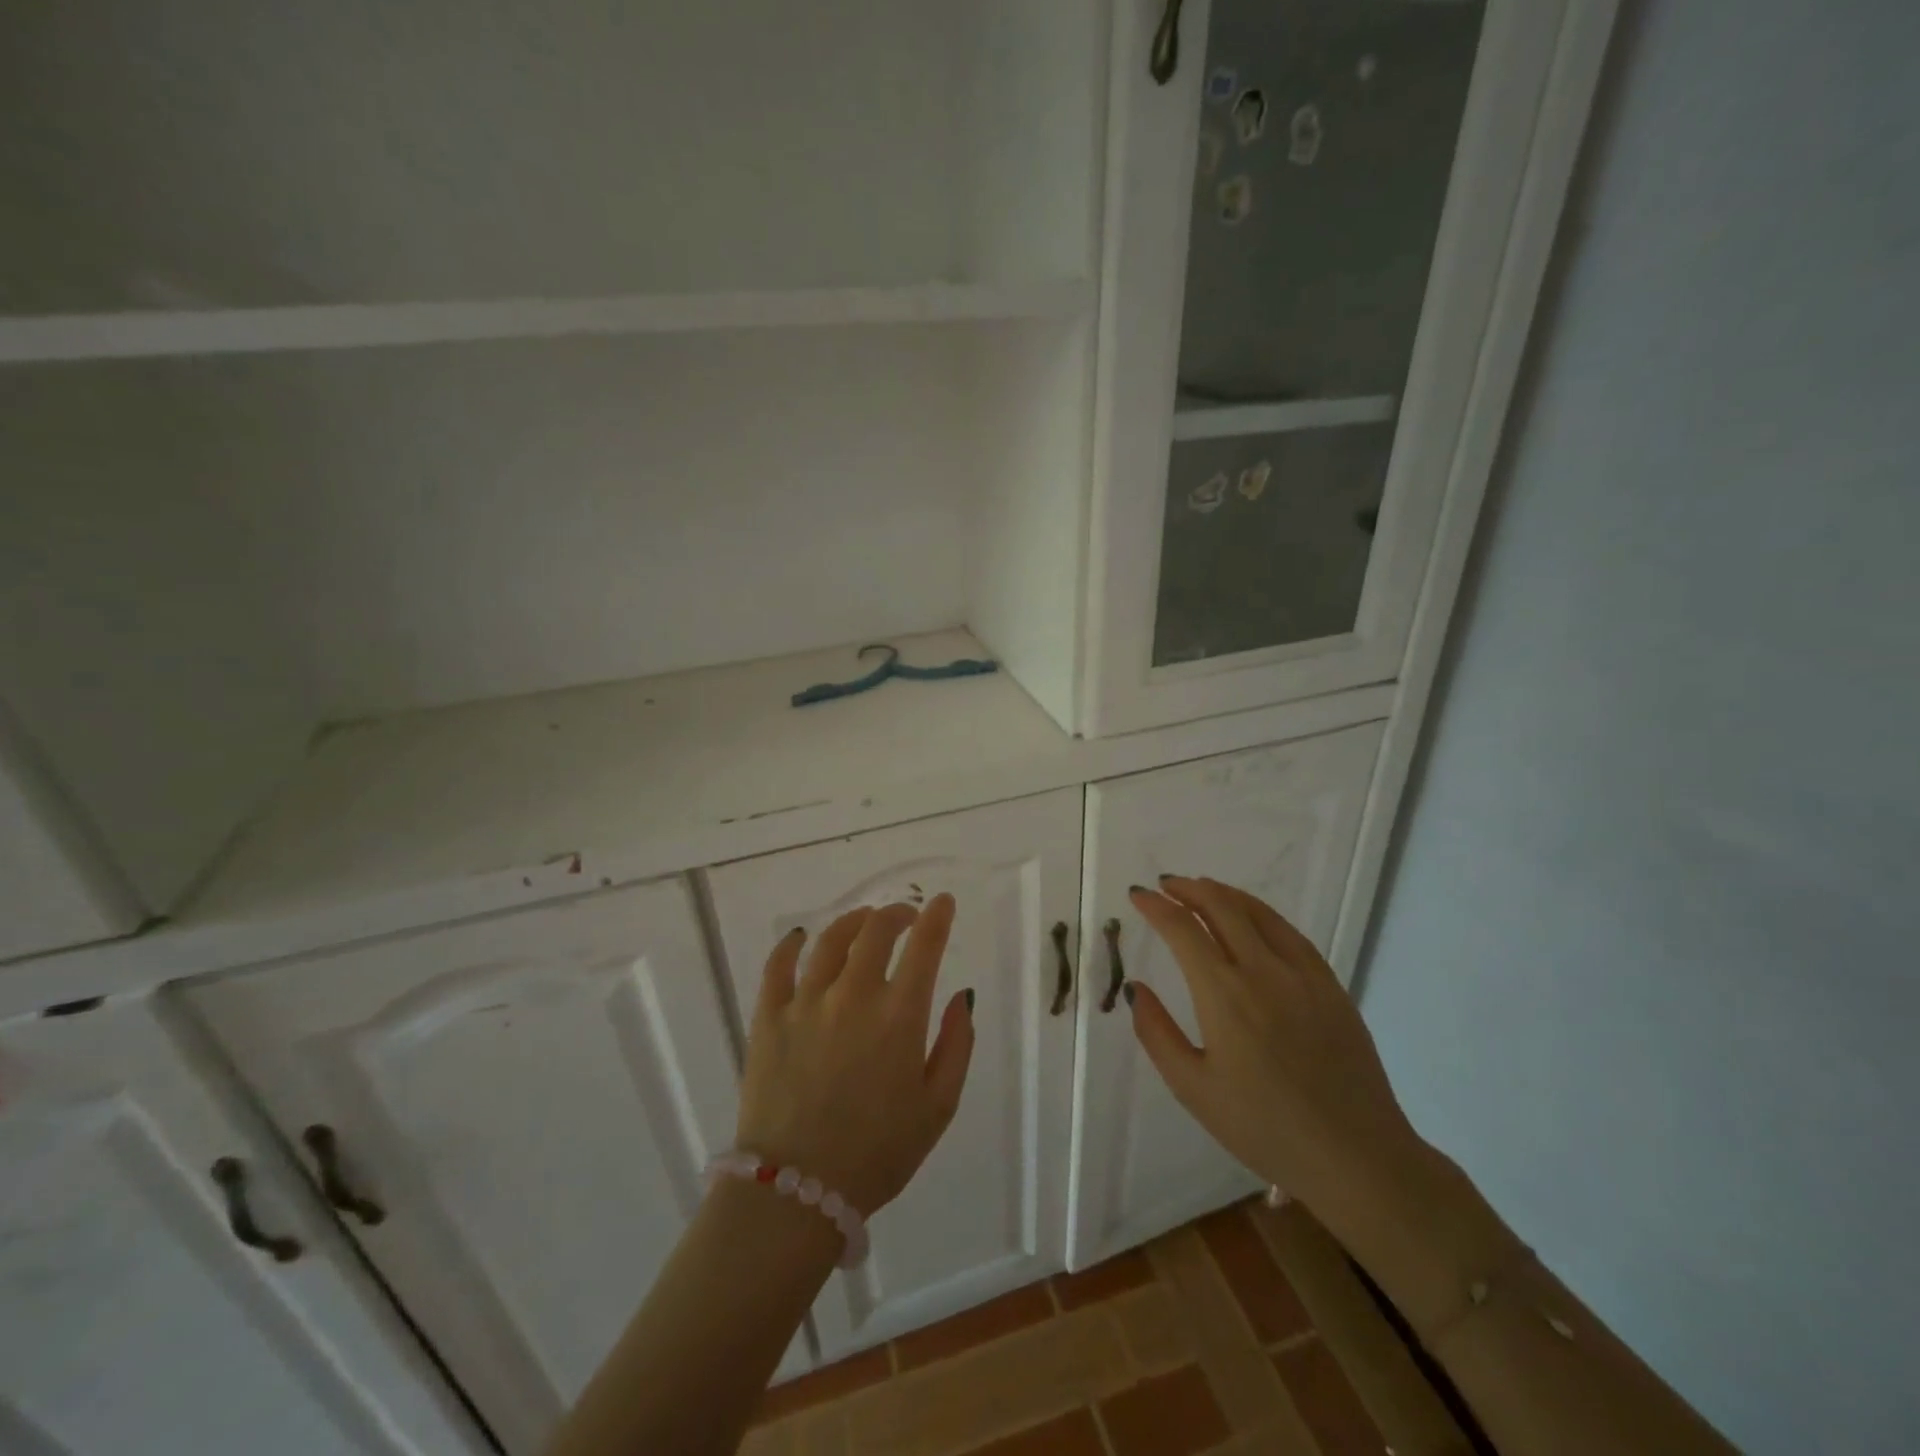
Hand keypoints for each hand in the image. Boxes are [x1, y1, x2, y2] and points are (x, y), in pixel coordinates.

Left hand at [734, 896, 974, 1216]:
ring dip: (853, 921)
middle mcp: (853, 996)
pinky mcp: (768, 1018)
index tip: (943, 902)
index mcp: (899, 1016)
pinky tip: (800, 938)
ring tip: (863, 921)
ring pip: (831, 940)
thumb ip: (956, 1045)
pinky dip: (791, 944)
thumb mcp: (938, 1108)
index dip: (937, 917)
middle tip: (905, 916)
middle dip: (896, 914)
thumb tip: (962, 996)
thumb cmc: (878, 1154)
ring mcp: (806, 1003)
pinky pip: (777, 966)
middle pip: (876, 931)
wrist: (796, 1194)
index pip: (924, 946)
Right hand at [1125, 877, 1425, 1236]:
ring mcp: (1302, 974)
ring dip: (1223, 893)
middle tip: (1166, 886)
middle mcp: (1263, 970)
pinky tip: (1252, 919)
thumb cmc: (1264, 1127)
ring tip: (1201, 889)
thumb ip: (1157, 1033)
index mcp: (1224, 995)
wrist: (1355, 1156)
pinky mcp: (1330, 985)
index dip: (1155, 906)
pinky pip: (1289, 932)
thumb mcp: (1193, 1089)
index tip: (1137, 895)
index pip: (1182, 929)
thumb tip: (1137, 989)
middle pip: (1221, 906)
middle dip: (1187, 889)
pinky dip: (1260, 914)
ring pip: (1257, 912)